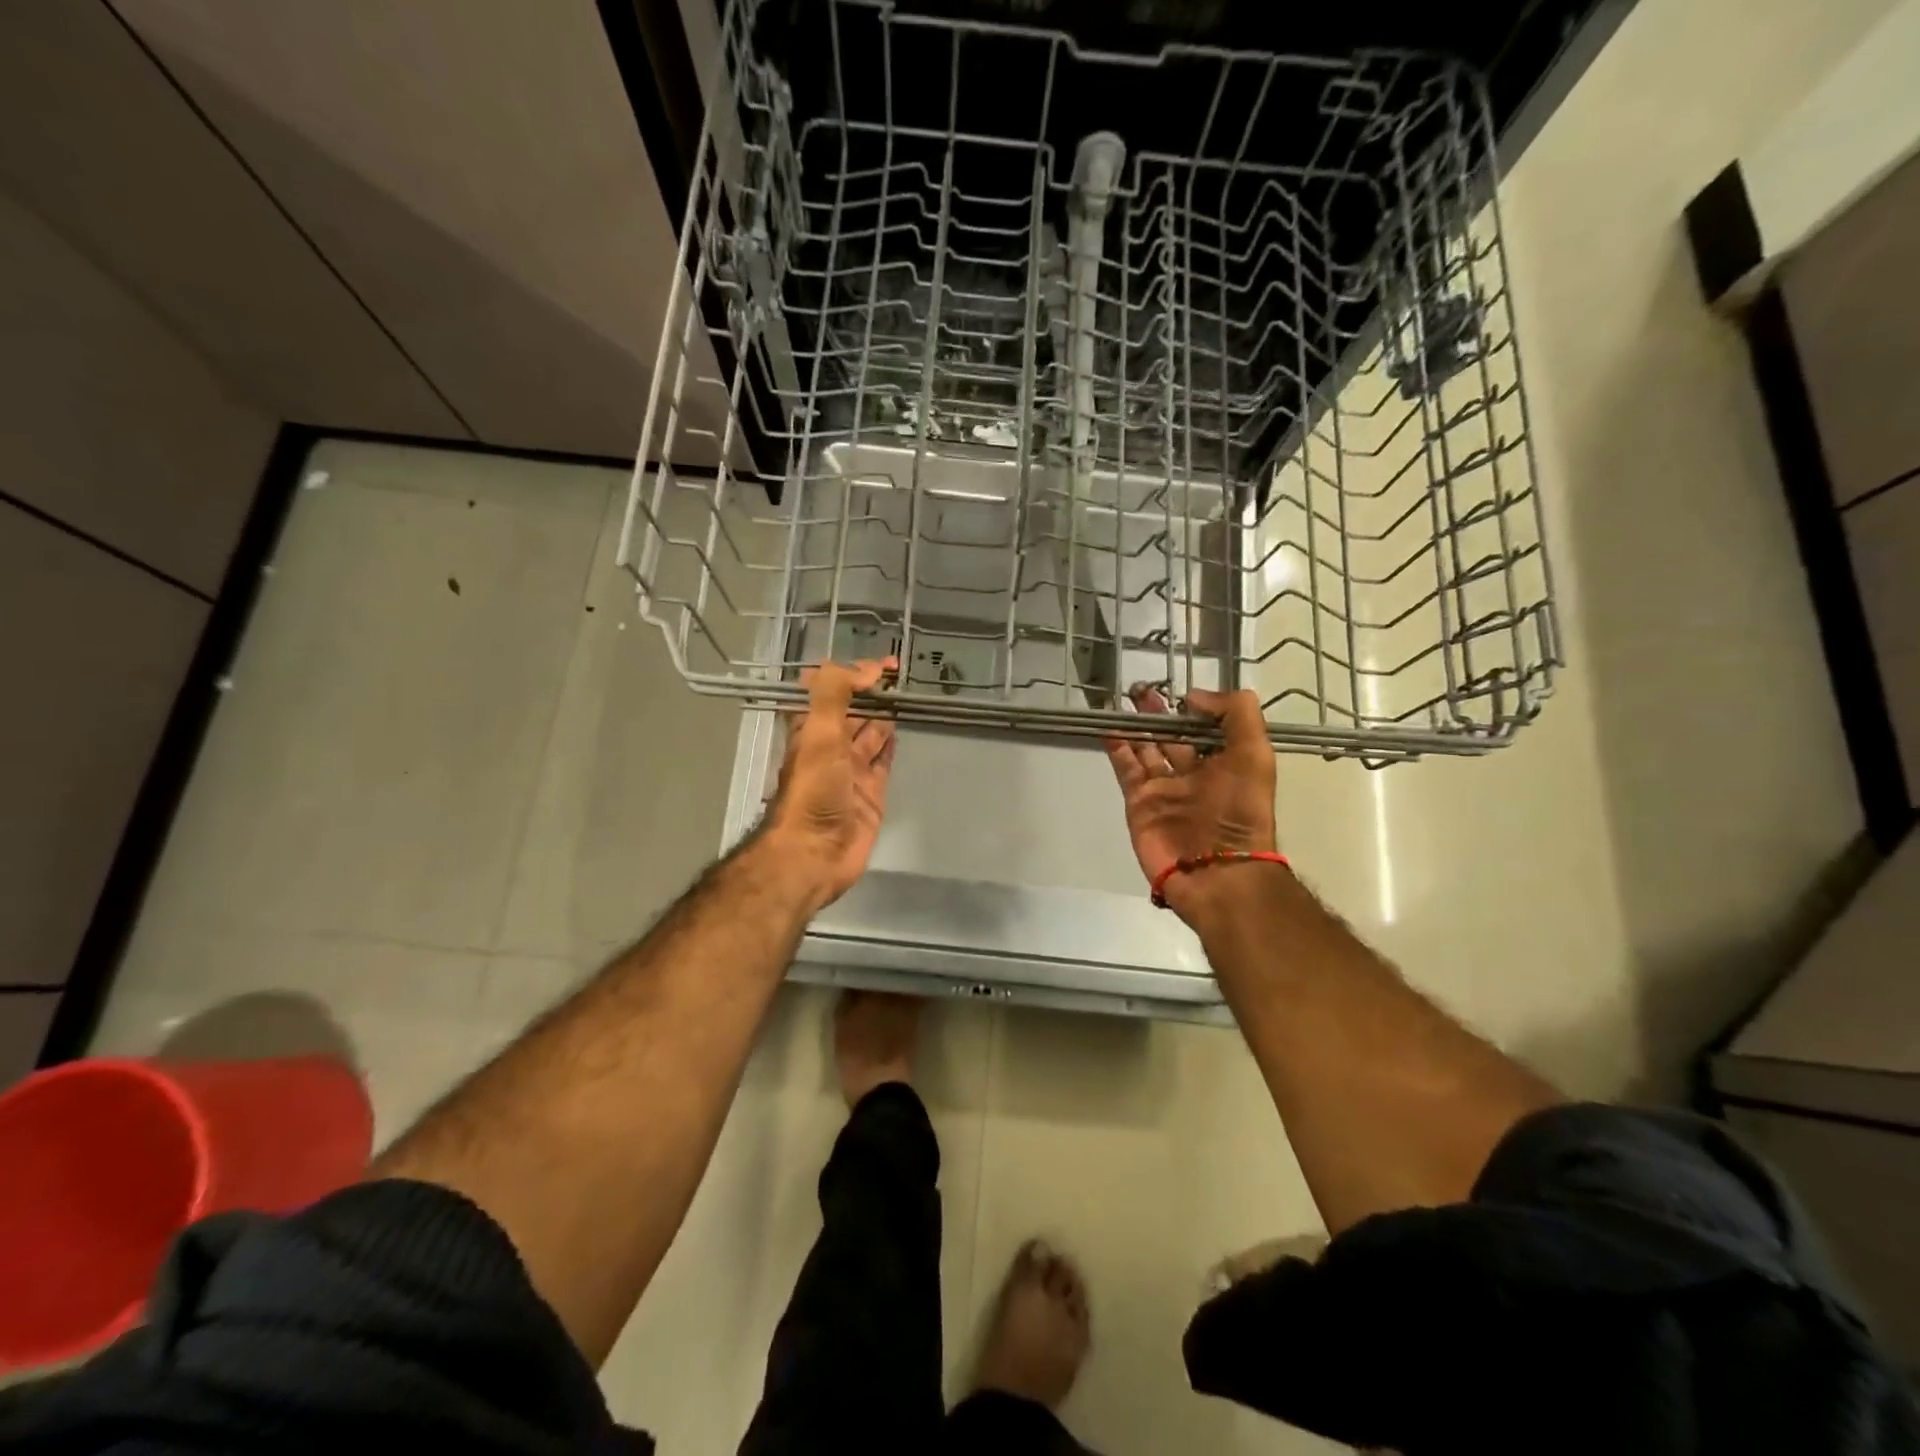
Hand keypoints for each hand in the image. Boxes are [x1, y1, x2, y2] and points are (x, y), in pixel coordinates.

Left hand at [766, 658, 897, 908]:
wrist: (815, 852)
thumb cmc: (813, 790)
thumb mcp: (818, 734)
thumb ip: (835, 694)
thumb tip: (865, 668)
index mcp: (811, 730)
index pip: (830, 691)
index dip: (852, 673)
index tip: (883, 664)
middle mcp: (830, 747)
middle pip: (854, 711)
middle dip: (873, 692)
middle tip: (903, 674)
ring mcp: (852, 770)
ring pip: (871, 733)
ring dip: (886, 714)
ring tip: (912, 694)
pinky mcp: (872, 793)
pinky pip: (884, 761)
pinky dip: (892, 743)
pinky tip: (905, 728)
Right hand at [1103, 686, 1276, 921]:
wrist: (1214, 870)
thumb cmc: (1239, 811)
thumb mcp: (1255, 755)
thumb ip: (1235, 715)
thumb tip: (1193, 696)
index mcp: (1225, 763)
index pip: (1206, 729)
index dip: (1194, 708)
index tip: (1178, 689)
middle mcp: (1193, 774)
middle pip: (1172, 736)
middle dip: (1158, 712)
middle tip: (1141, 688)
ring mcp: (1163, 788)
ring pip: (1145, 748)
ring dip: (1135, 725)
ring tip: (1123, 699)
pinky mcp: (1139, 802)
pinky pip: (1126, 768)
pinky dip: (1117, 747)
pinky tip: (1108, 726)